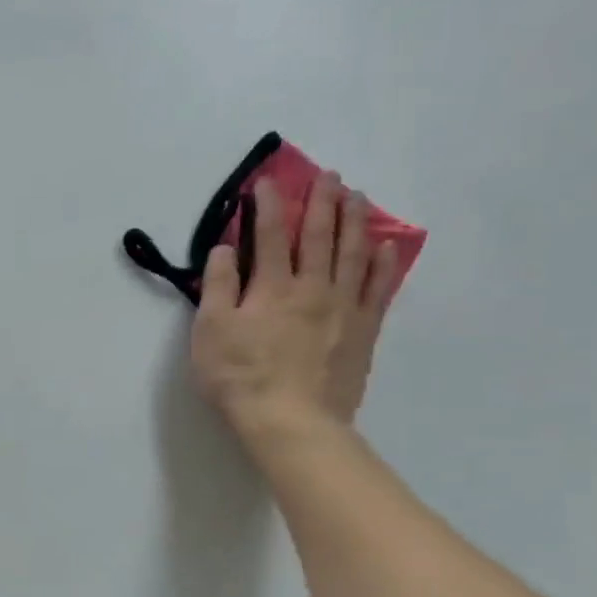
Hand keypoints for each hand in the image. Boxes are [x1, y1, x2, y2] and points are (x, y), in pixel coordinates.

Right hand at [191, 170, 397, 447]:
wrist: (291, 420)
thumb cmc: (241, 377)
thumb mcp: (210, 332)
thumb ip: (217, 286)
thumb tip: (224, 248)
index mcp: (272, 287)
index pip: (268, 235)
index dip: (267, 205)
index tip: (267, 181)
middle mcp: (313, 287)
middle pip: (319, 236)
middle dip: (321, 202)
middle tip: (328, 175)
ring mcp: (344, 308)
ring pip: (353, 254)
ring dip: (355, 221)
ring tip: (357, 196)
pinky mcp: (363, 332)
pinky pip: (378, 289)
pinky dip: (382, 264)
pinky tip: (386, 246)